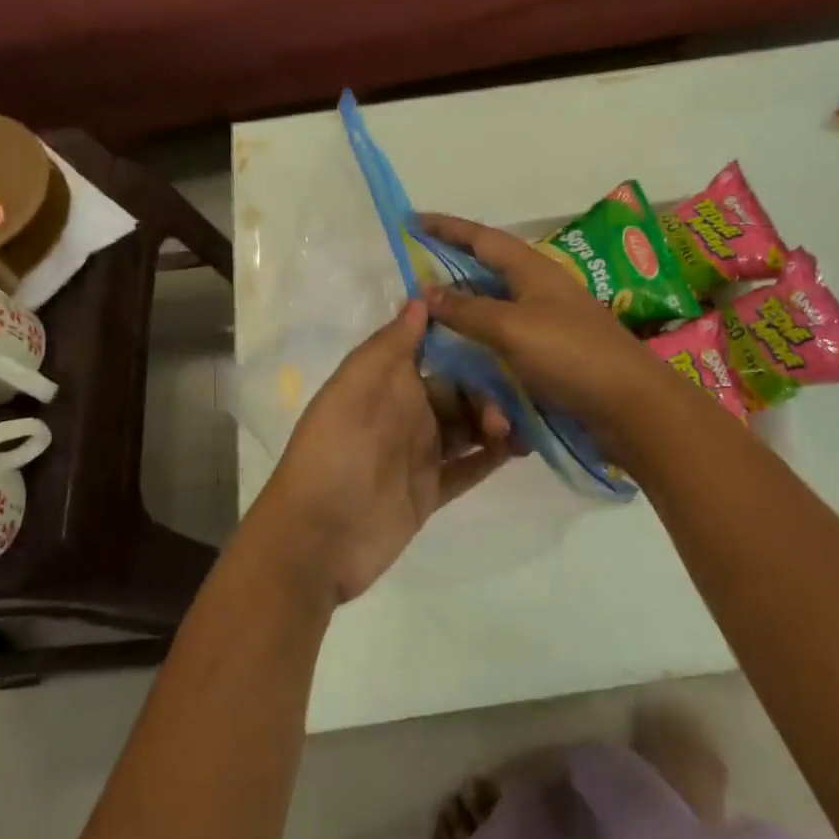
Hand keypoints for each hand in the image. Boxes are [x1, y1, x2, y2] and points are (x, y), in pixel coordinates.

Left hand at [254, 300, 514, 603]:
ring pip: (468, 426)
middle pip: (458, 389)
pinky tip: (521, 448)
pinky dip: (493, 457)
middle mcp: (406, 412)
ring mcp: (420, 453)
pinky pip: (469, 468)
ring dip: (495, 420)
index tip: (503, 326)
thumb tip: (421, 298)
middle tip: (518, 398)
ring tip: (521, 427)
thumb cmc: (334, 453)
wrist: (316, 540)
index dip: (464, 338)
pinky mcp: (430, 491)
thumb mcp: (354, 389)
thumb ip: (389, 346)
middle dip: (489, 387)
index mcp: (387, 383)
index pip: (433, 349)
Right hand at [415, 213, 669, 436]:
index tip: (412, 220)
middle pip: (487, 274)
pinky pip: (506, 346)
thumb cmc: (570, 355)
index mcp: (532, 270)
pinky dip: (483, 351)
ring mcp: (547, 325)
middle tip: (414, 285)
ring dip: (465, 321)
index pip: (481, 238)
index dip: (446, 228)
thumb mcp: (511, 327)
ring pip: (494, 314)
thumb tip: (425, 290)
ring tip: (432, 329)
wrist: (630, 406)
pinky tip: (464, 366)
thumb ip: (467, 309)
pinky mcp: (551, 358)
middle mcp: (539, 291)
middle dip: (451, 276)